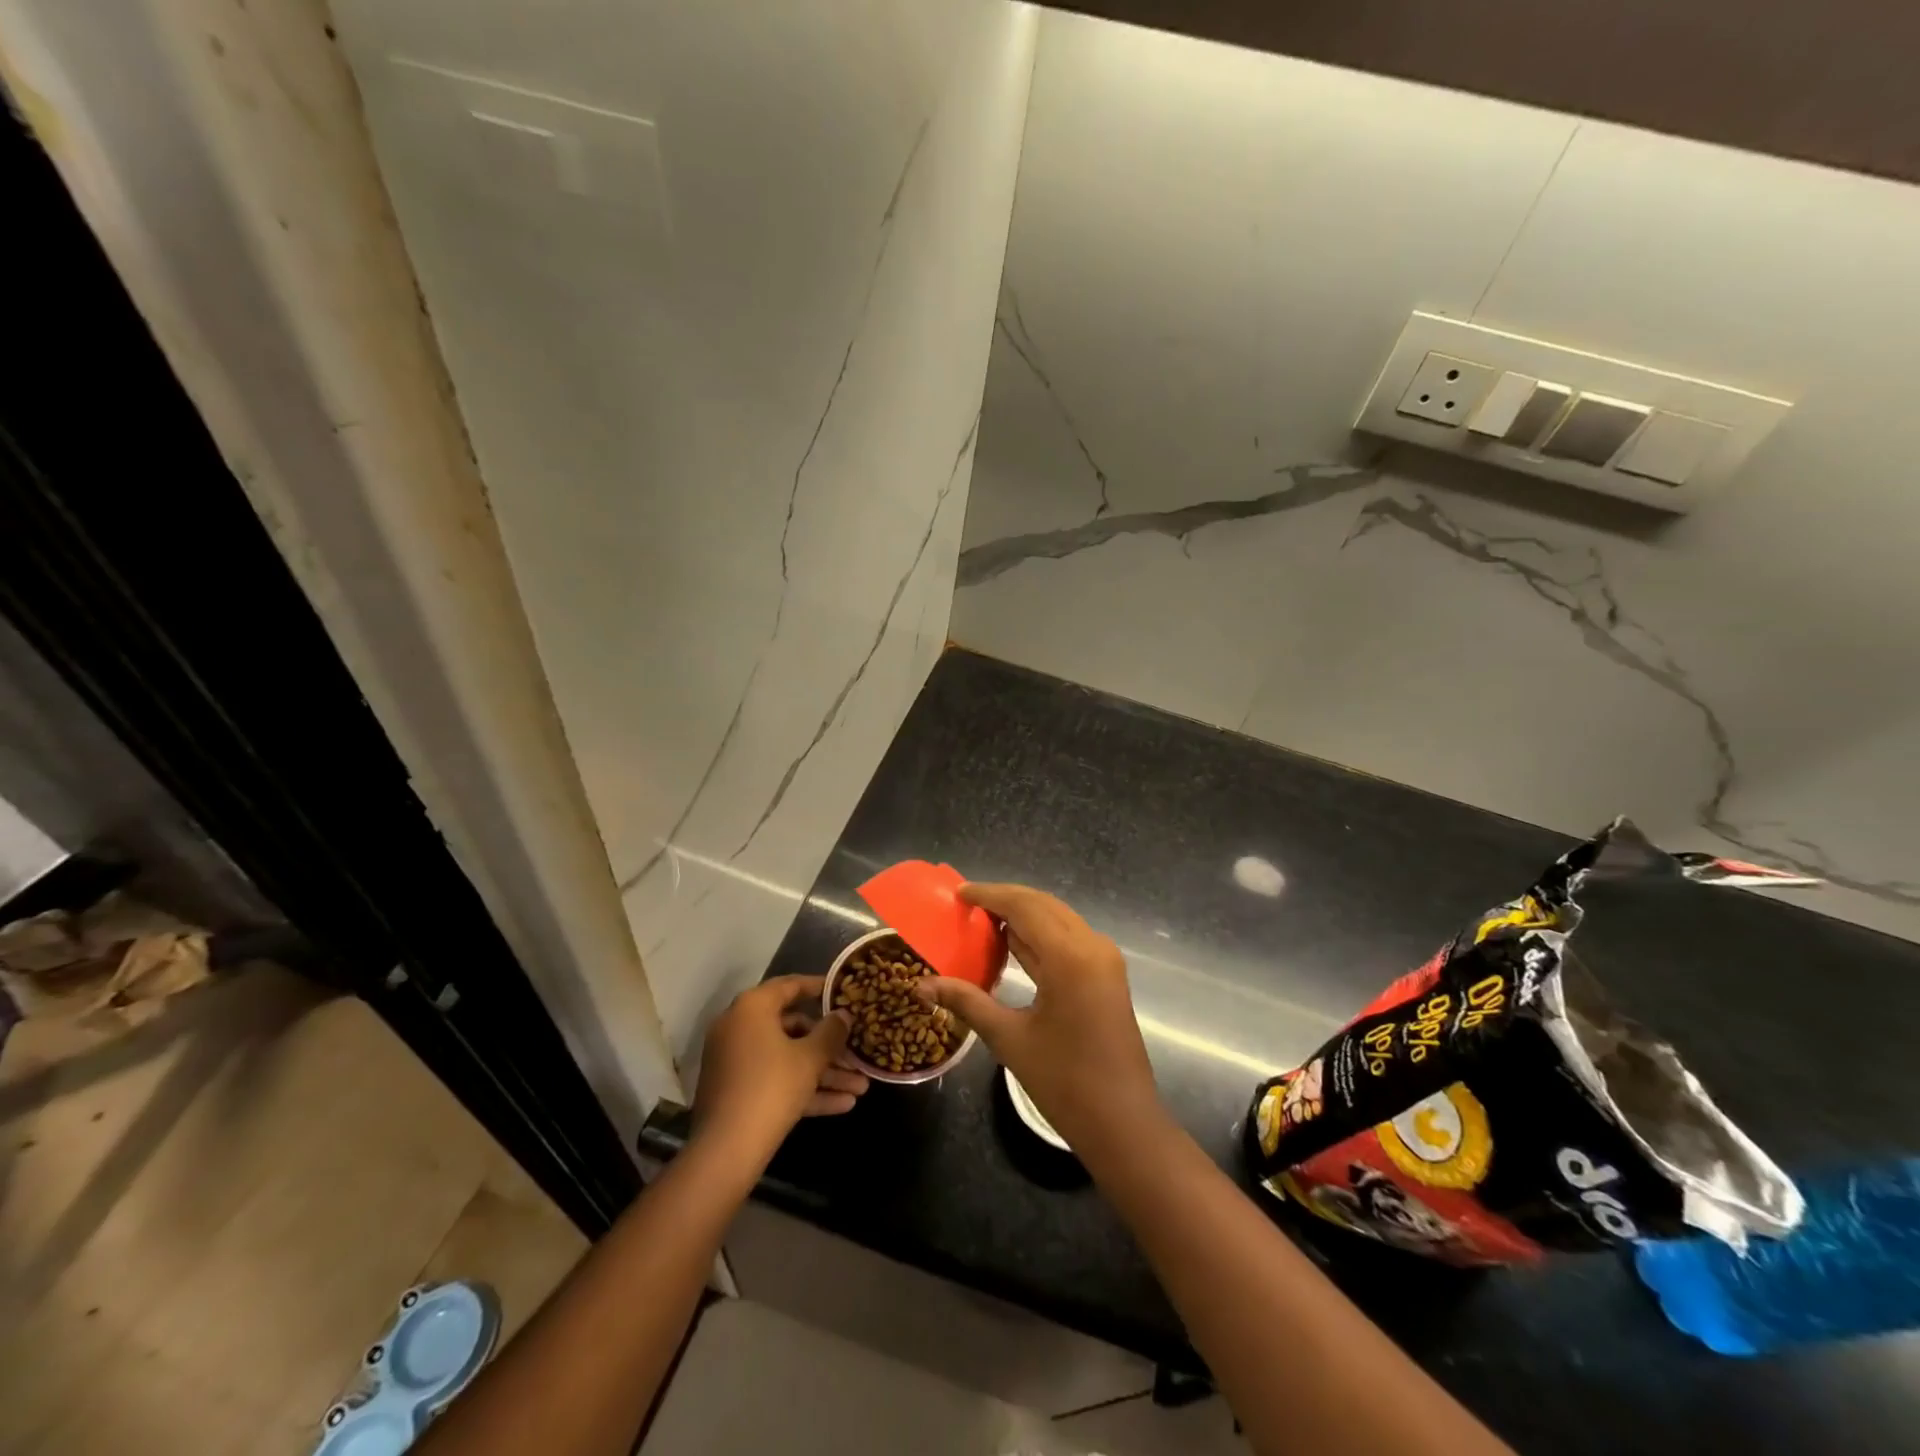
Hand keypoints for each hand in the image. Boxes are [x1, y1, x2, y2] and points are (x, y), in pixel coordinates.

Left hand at [694, 975, 868, 1158]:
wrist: (726, 1150)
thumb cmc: (771, 1087)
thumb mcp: (810, 1058)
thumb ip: (831, 1032)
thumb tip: (844, 1015)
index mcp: (752, 1008)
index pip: (789, 986)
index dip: (819, 987)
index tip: (844, 991)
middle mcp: (739, 1028)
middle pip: (792, 1028)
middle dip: (829, 1045)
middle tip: (857, 1051)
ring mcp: (735, 1061)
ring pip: (787, 1059)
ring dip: (824, 1073)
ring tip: (861, 1087)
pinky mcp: (736, 1092)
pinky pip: (776, 1080)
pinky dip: (804, 1089)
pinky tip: (842, 1104)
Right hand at [916, 884, 1159, 1149]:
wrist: (1123, 1123)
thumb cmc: (1064, 1082)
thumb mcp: (1008, 1038)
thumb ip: (966, 1002)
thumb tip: (920, 985)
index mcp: (1070, 956)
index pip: (1024, 906)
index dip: (990, 894)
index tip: (959, 892)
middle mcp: (1092, 946)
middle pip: (1043, 905)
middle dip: (1006, 899)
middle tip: (967, 903)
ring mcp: (1104, 959)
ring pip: (1058, 918)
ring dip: (1023, 914)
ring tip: (983, 918)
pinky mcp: (1107, 974)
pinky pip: (1069, 938)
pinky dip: (1040, 933)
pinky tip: (1013, 942)